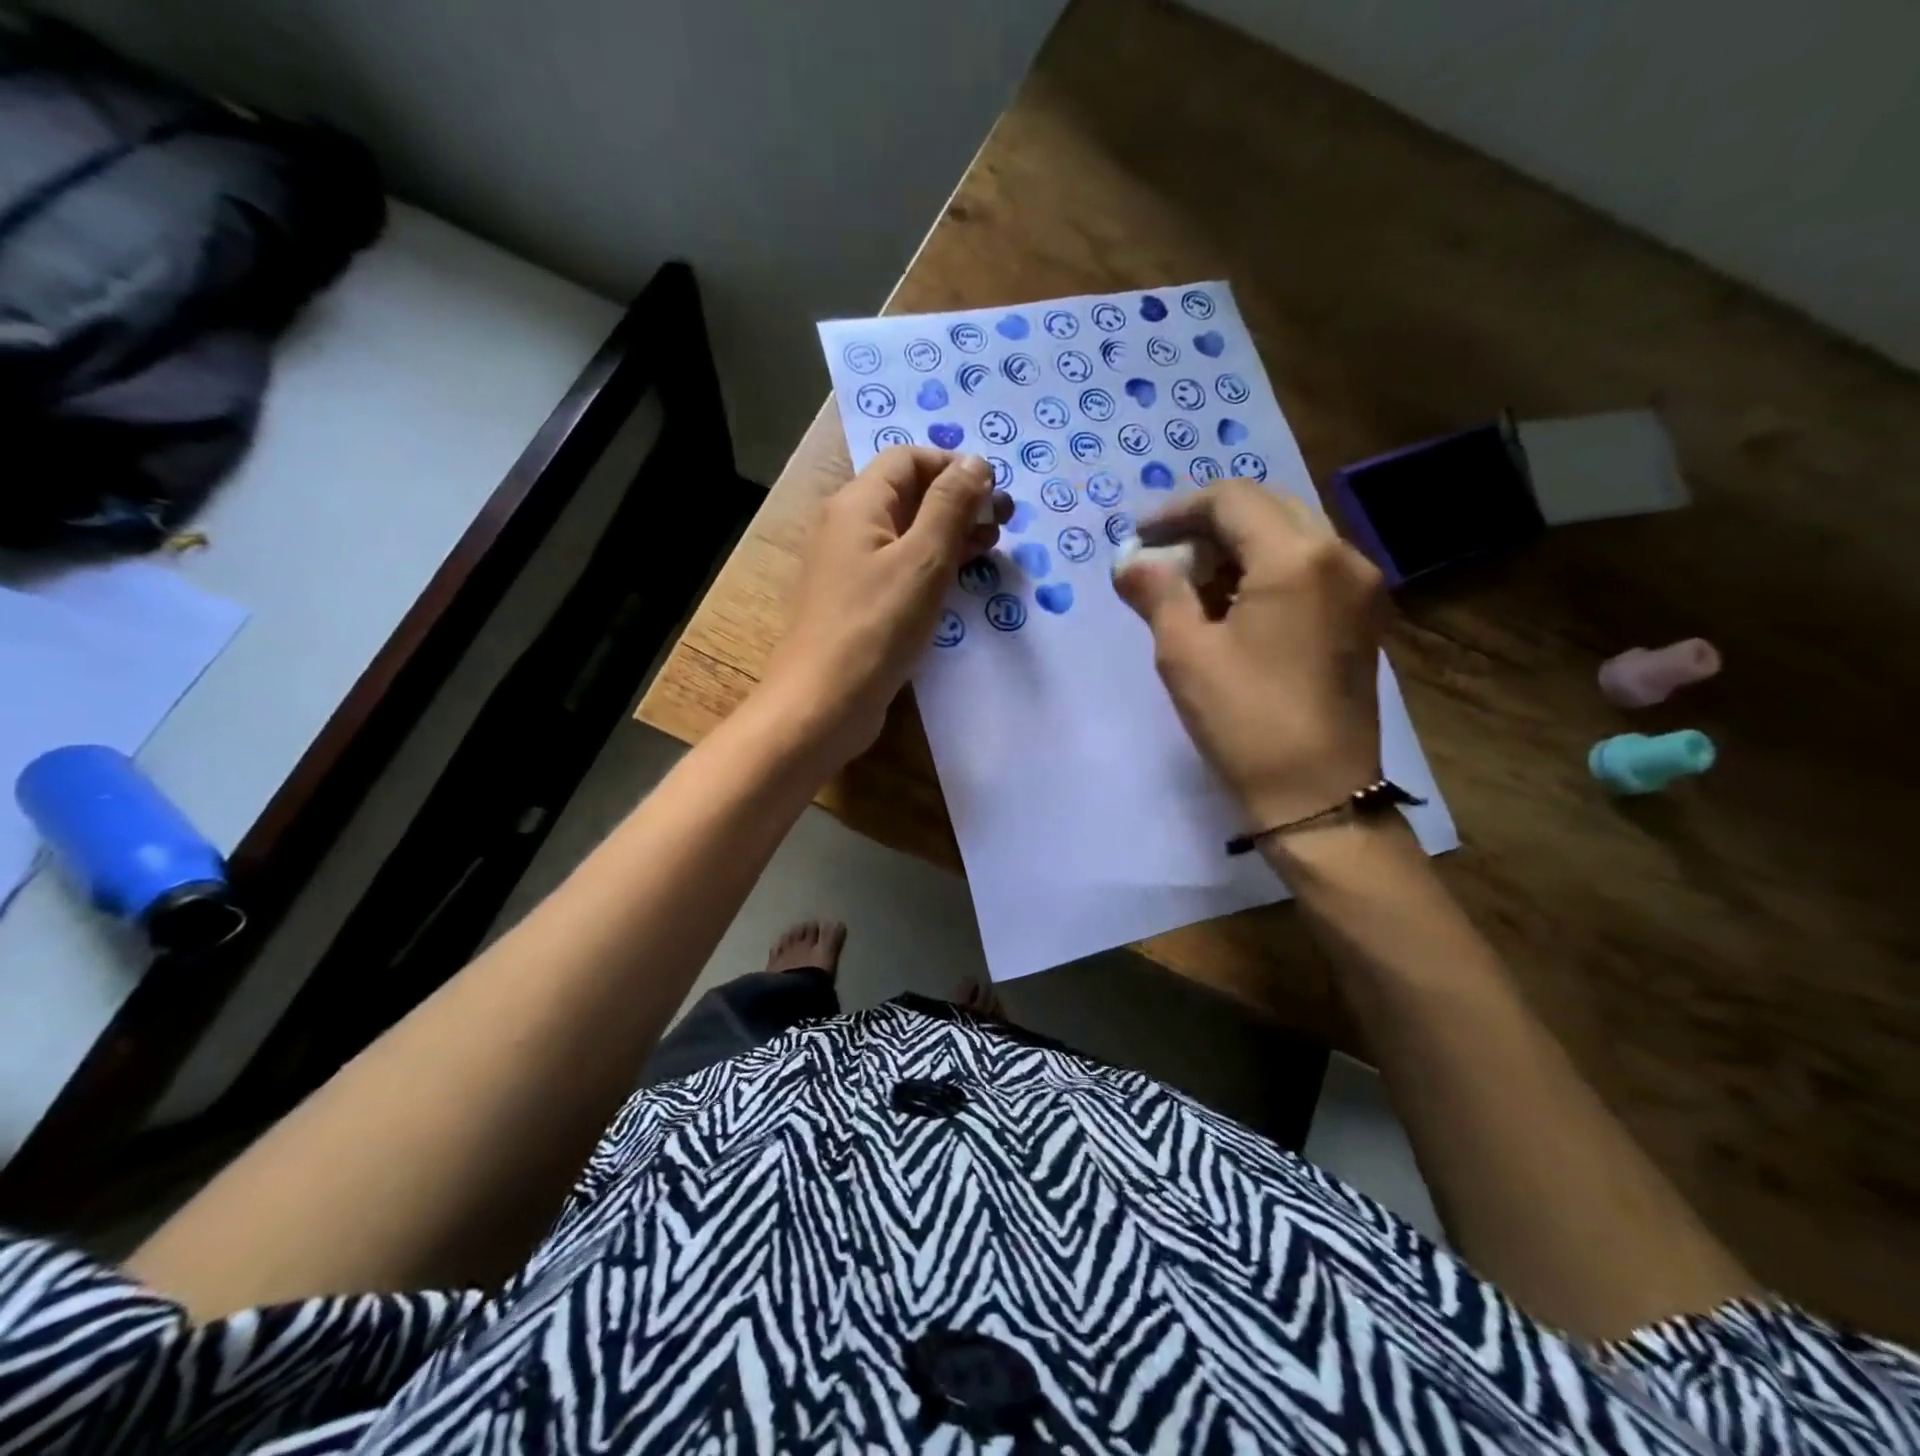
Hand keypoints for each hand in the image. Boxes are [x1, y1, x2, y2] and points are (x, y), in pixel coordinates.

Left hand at [763, 446, 1002, 760]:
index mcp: (858, 504)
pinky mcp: (859, 605)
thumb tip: (975, 462)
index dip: (955, 467)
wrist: (822, 704)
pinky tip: (961, 580)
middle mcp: (849, 528)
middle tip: (1003, 524)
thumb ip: (950, 506)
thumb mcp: (922, 560)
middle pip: (909, 495)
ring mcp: (851, 569)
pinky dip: (933, 567)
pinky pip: (900, 570)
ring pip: (908, 534)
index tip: (995, 494)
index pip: (908, 460)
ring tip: (991, 547)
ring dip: (950, 534)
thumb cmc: (875, 627)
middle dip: (959, 502)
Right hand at [1114, 479, 1387, 826]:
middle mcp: (1340, 555)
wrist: (1317, 794)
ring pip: (1292, 535)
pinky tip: (1235, 605)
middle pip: (1267, 507)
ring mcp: (1361, 586)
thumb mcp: (1185, 654)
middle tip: (1166, 557)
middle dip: (1210, 525)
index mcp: (1296, 557)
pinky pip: (1311, 566)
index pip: (1232, 500)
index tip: (1140, 536)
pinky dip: (1268, 569)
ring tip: (1194, 585)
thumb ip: (1157, 593)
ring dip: (1239, 546)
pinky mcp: (1364, 615)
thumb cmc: (1245, 721)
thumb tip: (1129, 562)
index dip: (1178, 510)